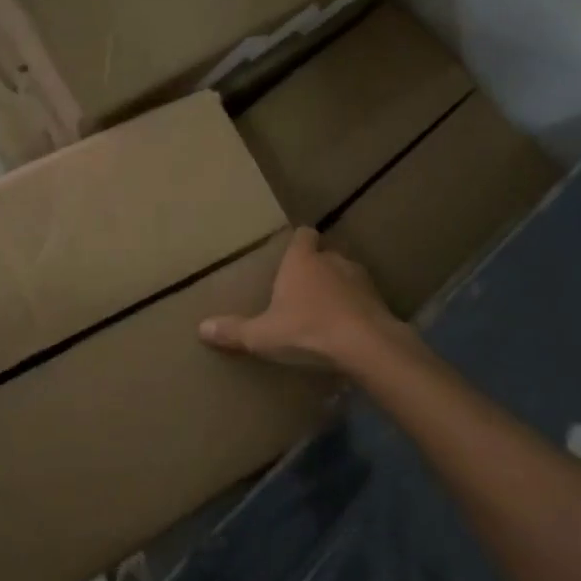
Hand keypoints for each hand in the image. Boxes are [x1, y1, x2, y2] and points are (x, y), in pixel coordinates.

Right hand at [198, 227, 404, 372]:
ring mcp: (360, 279)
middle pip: (324, 255)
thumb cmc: (308, 330)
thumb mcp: (263, 335)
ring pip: (346, 276)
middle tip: (302, 290)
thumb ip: (234, 330)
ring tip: (325, 311)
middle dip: (316, 269)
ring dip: (338, 289)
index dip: (299, 242)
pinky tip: (348, 329)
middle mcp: (332, 260)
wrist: (366, 345)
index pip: (303, 235)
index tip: (291, 254)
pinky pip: (363, 299)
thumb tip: (201, 327)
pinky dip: (356, 309)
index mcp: (302, 260)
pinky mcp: (379, 300)